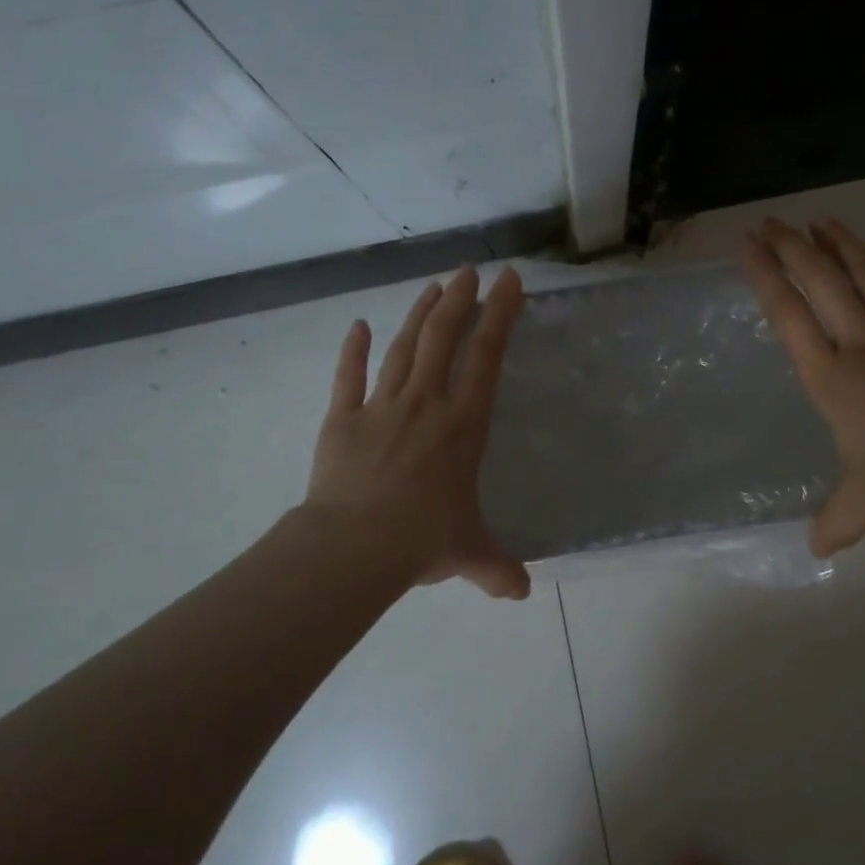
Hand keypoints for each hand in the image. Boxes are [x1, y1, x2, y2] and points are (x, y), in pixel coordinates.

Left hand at [304, 266, 530, 598]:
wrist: (353, 547)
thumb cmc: (421, 541)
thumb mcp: (470, 554)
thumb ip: (497, 568)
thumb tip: (521, 593)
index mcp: (462, 426)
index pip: (487, 357)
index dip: (500, 315)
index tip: (508, 282)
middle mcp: (425, 404)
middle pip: (443, 337)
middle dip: (459, 299)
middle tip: (468, 271)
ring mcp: (381, 407)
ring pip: (403, 347)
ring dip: (419, 315)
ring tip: (432, 287)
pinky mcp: (343, 419)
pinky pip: (348, 377)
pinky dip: (352, 350)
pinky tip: (356, 325)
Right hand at [742, 218, 864, 550]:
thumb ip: (836, 521)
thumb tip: (817, 550)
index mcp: (833, 375)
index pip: (789, 315)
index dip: (765, 276)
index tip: (748, 244)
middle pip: (824, 281)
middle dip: (794, 247)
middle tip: (773, 220)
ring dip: (849, 247)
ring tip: (827, 221)